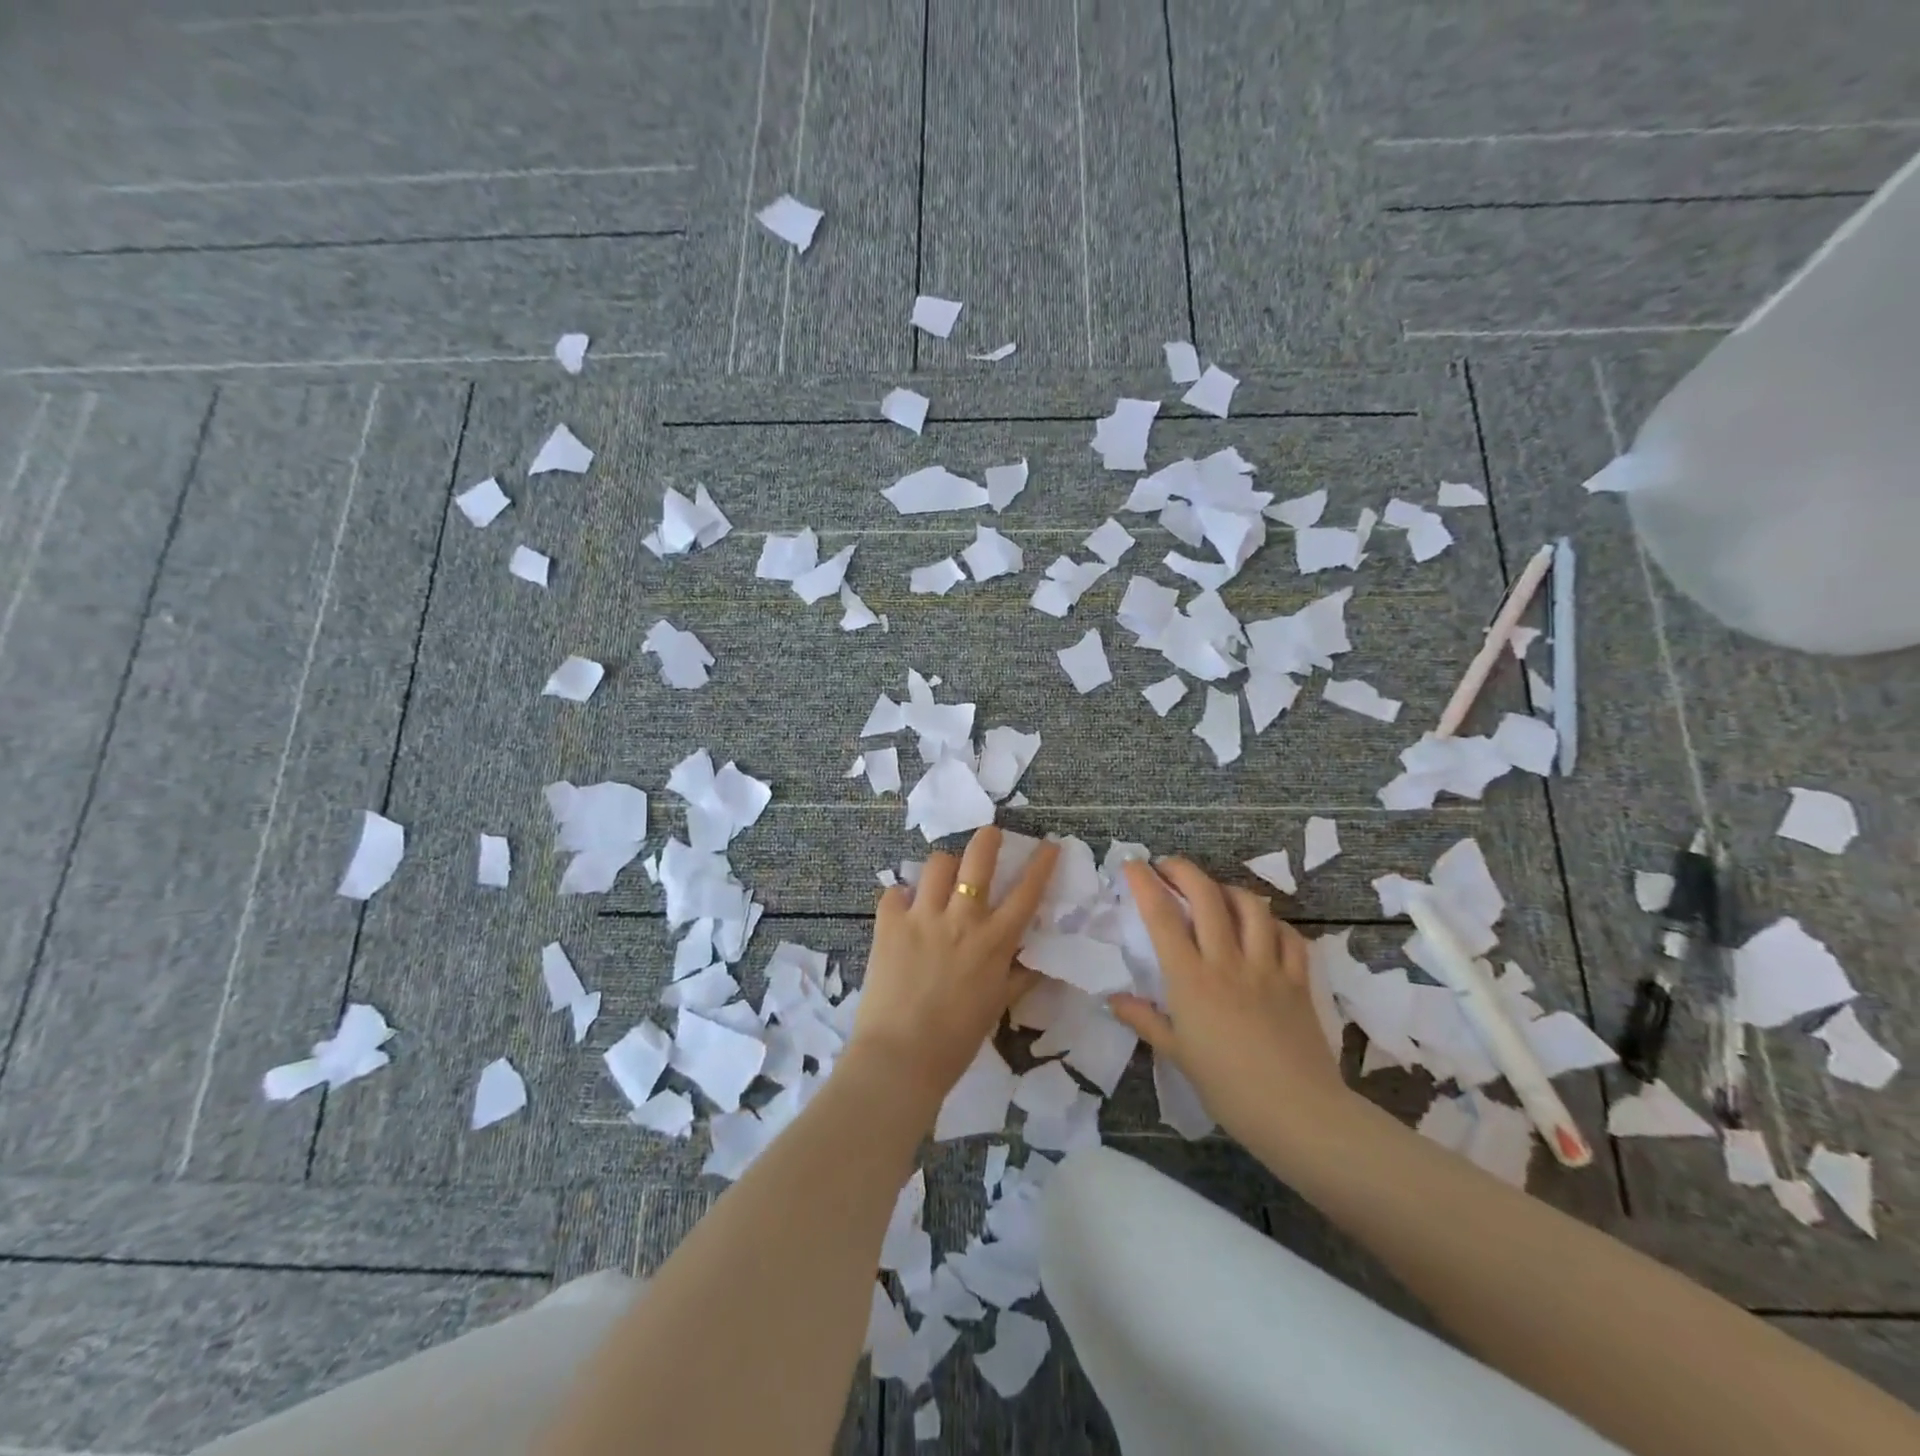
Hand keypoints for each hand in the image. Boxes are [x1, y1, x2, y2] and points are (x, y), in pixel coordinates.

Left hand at [848, 827, 1058, 1111]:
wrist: (901, 1057)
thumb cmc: (956, 1040)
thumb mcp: (996, 1007)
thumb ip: (1018, 978)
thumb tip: (1039, 963)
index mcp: (994, 942)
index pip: (1026, 892)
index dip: (1041, 864)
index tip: (1049, 844)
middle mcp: (962, 920)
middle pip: (978, 859)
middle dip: (988, 839)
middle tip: (990, 834)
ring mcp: (923, 917)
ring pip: (937, 865)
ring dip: (943, 867)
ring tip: (941, 879)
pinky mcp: (889, 923)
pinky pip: (894, 892)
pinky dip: (900, 897)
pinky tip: (902, 910)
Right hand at [1110, 858, 1352, 1149]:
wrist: (1297, 1113)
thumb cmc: (1227, 1087)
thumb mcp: (1177, 1054)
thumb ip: (1145, 1020)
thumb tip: (1113, 1000)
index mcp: (1191, 979)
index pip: (1162, 916)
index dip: (1144, 883)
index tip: (1132, 864)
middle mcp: (1227, 961)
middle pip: (1206, 896)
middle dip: (1184, 870)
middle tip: (1169, 868)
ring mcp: (1268, 967)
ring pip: (1251, 906)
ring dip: (1229, 890)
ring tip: (1216, 894)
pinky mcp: (1298, 980)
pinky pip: (1289, 935)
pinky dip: (1273, 923)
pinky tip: (1263, 928)